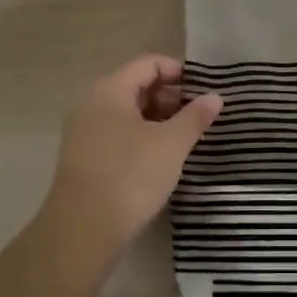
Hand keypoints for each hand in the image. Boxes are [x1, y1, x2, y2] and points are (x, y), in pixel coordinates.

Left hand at [41, 55, 222, 256]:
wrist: (82, 232)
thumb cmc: (130, 176)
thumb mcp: (171, 144)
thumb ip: (195, 116)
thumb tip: (214, 97)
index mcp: (110, 90)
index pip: (149, 63)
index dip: (178, 72)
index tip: (203, 91)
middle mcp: (92, 104)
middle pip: (137, 86)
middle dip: (171, 98)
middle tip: (198, 118)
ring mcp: (84, 133)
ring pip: (128, 114)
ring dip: (158, 121)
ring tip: (185, 140)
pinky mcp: (84, 159)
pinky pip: (118, 135)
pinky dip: (142, 139)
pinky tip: (162, 160)